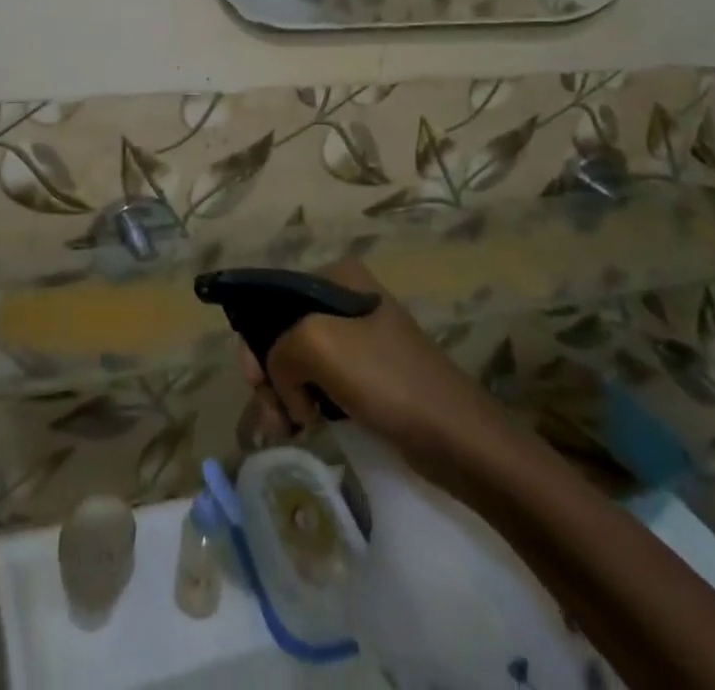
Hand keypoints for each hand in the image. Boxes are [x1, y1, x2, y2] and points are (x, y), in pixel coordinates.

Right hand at [238, 258, 512, 486]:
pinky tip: (303, 426)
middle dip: (270, 370)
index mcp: (337, 276)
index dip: (255, 337)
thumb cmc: (388, 379)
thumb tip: (285, 388)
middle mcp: (346, 298)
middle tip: (271, 413)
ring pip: (300, 359)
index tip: (255, 381)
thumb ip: (278, 350)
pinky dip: (306, 402)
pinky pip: (322, 381)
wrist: (459, 439)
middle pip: (284, 329)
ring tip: (286, 428)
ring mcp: (360, 338)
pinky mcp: (370, 375)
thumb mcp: (317, 344)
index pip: (273, 297)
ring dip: (285, 392)